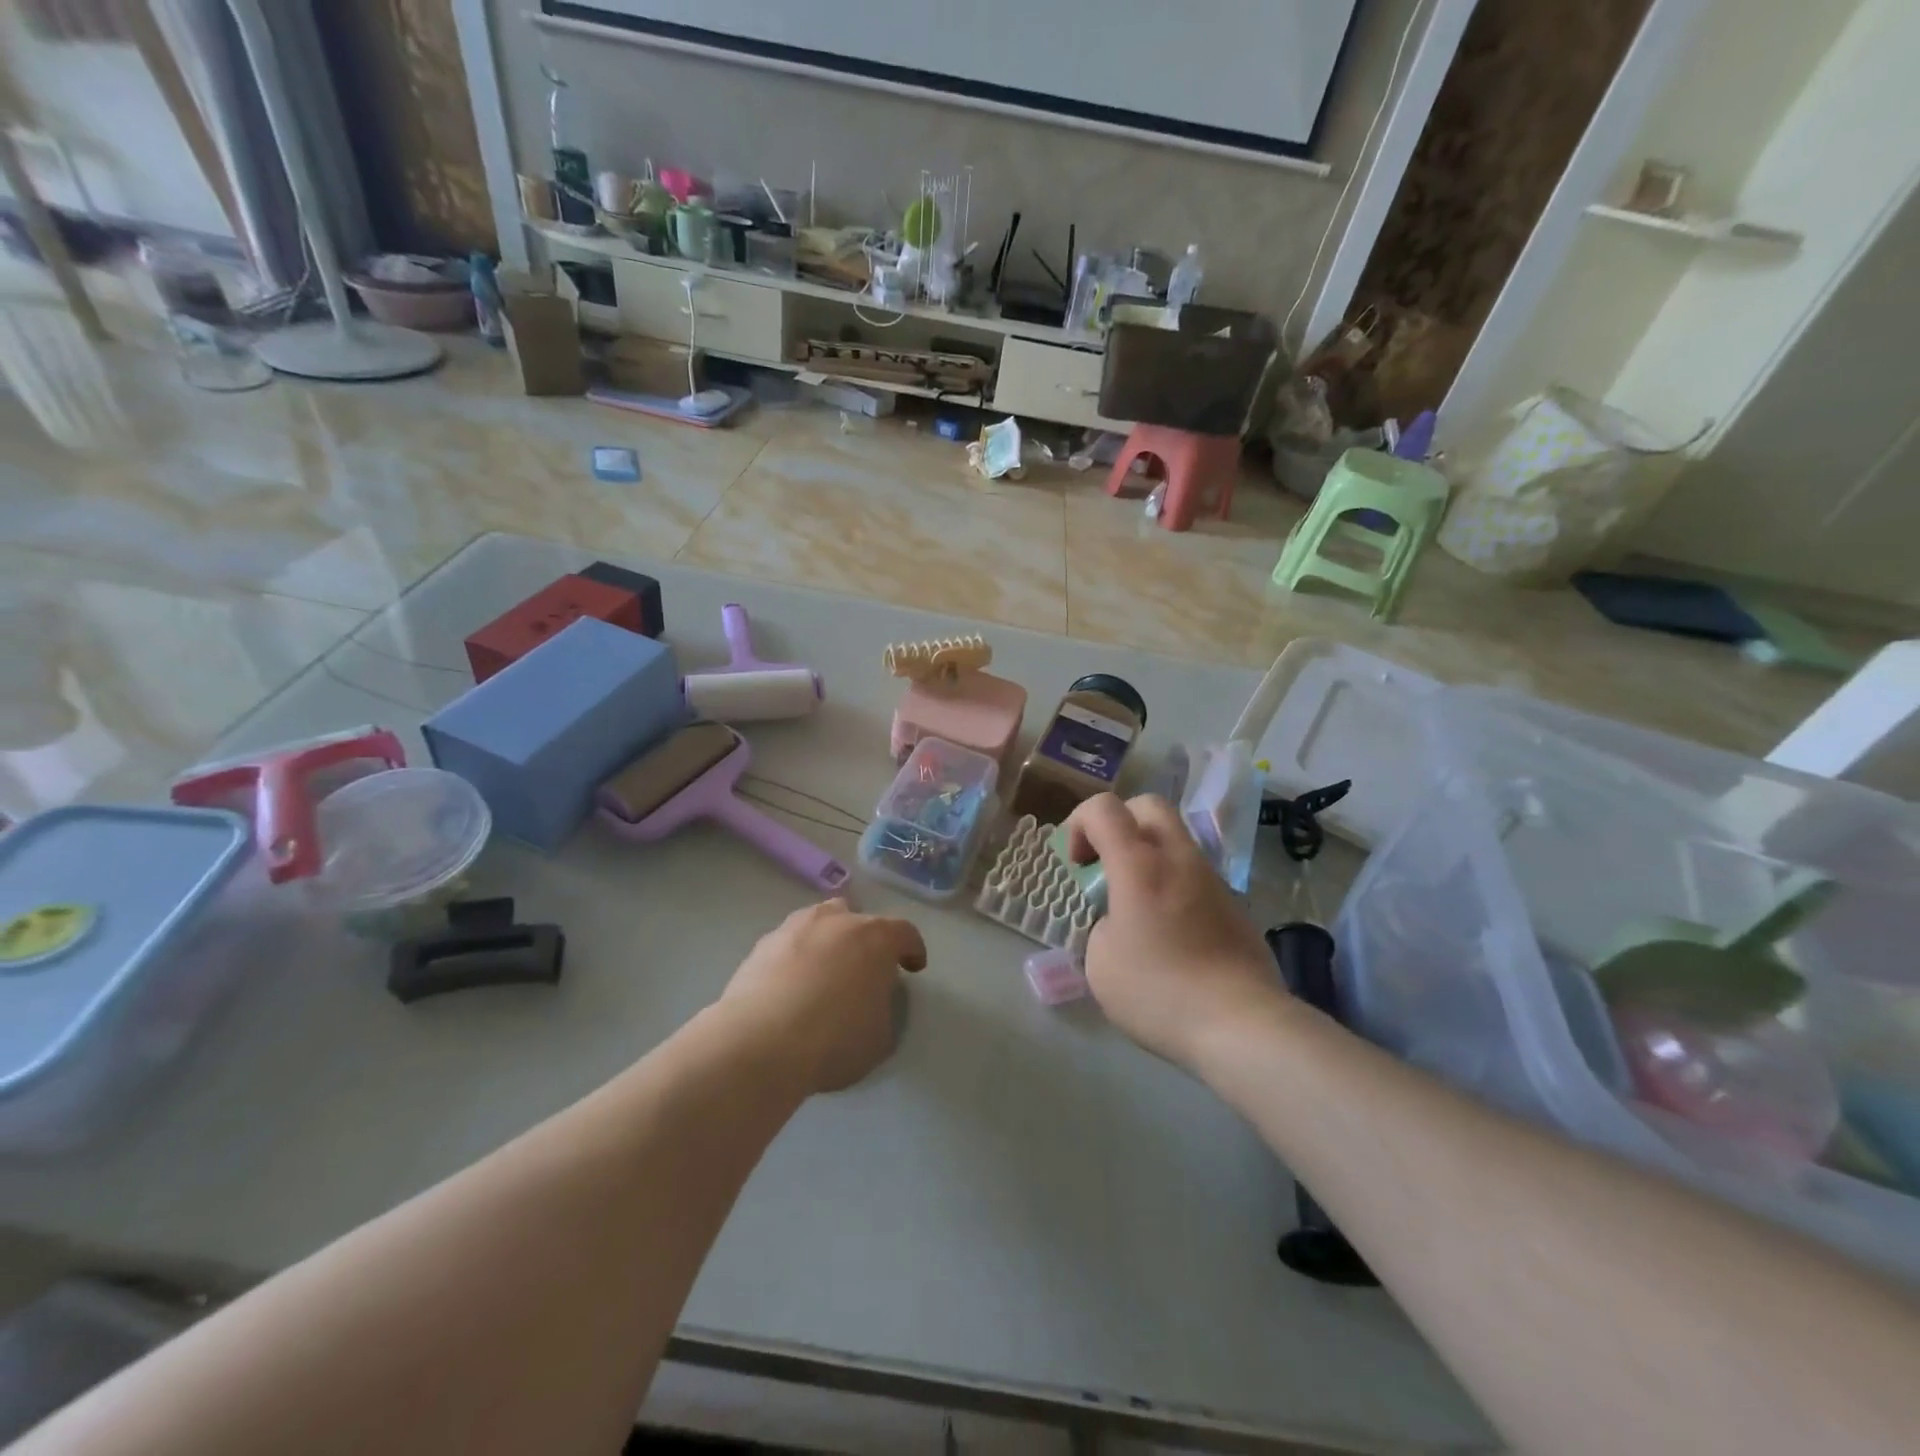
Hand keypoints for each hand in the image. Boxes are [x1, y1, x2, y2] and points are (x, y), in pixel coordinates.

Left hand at [721, 899, 927, 1093]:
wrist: (759, 1043)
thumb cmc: (834, 1039)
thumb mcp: (880, 1036)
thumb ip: (882, 1008)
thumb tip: (870, 1001)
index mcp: (875, 938)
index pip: (904, 933)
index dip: (913, 950)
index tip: (914, 967)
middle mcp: (836, 921)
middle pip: (857, 918)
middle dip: (864, 940)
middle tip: (864, 968)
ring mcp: (794, 928)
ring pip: (818, 923)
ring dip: (826, 941)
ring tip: (824, 970)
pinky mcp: (760, 946)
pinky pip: (787, 945)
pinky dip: (794, 959)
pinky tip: (790, 987)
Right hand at [1065, 794, 1282, 1070]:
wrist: (1242, 1023)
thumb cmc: (1159, 991)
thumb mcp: (1100, 963)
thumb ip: (1099, 926)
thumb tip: (1117, 921)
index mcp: (1139, 864)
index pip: (1103, 807)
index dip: (1078, 824)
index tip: (1077, 865)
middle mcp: (1178, 858)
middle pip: (1147, 805)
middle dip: (1118, 824)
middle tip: (1107, 866)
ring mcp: (1212, 879)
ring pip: (1175, 839)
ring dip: (1148, 855)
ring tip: (1137, 906)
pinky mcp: (1234, 904)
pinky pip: (1194, 874)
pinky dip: (1173, 884)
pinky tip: (1170, 932)